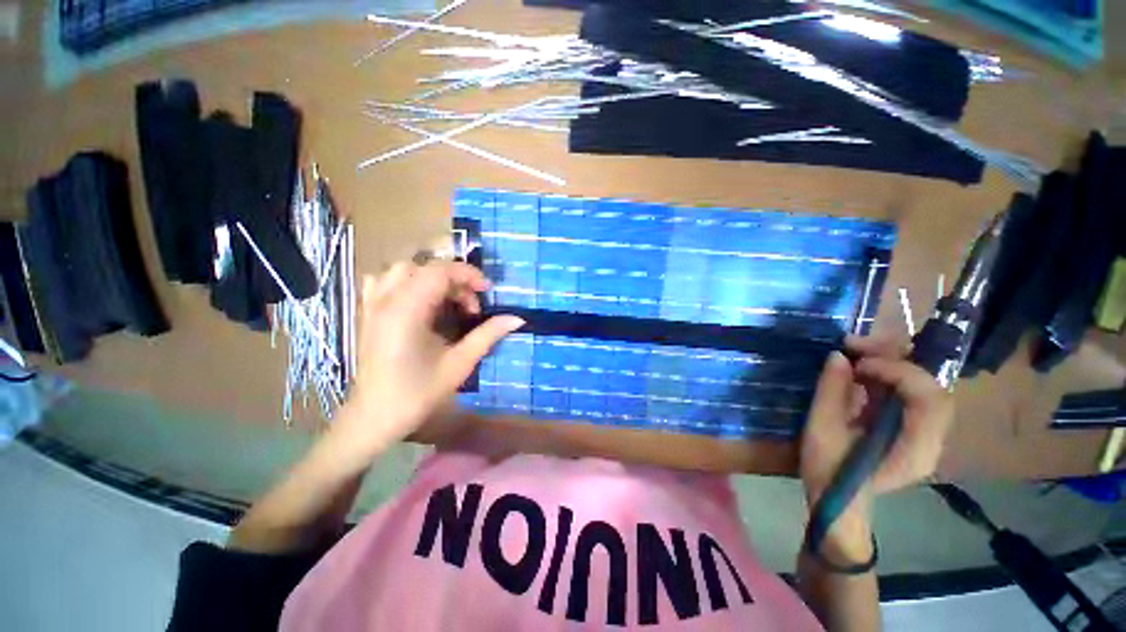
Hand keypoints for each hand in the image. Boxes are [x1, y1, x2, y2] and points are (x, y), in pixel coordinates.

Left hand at [330, 260, 523, 461]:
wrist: (375, 418)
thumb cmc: (418, 393)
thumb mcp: (460, 363)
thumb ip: (488, 335)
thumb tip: (517, 319)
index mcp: (407, 311)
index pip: (439, 272)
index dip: (468, 274)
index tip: (487, 291)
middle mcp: (386, 301)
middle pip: (424, 267)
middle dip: (454, 279)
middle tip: (471, 306)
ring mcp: (372, 306)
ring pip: (403, 270)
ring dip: (431, 278)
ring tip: (447, 301)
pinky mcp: (368, 314)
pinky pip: (383, 281)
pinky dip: (406, 281)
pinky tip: (418, 301)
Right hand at [800, 335, 954, 512]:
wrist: (836, 500)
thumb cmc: (828, 470)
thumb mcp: (822, 430)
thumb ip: (832, 392)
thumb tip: (838, 356)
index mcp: (915, 447)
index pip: (929, 397)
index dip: (898, 371)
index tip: (858, 363)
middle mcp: (932, 439)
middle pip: (931, 386)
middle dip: (896, 359)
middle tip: (856, 347)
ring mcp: (925, 434)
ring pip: (923, 386)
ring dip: (892, 364)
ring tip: (856, 355)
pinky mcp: (911, 428)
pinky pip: (909, 394)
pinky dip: (888, 376)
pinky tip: (861, 372)